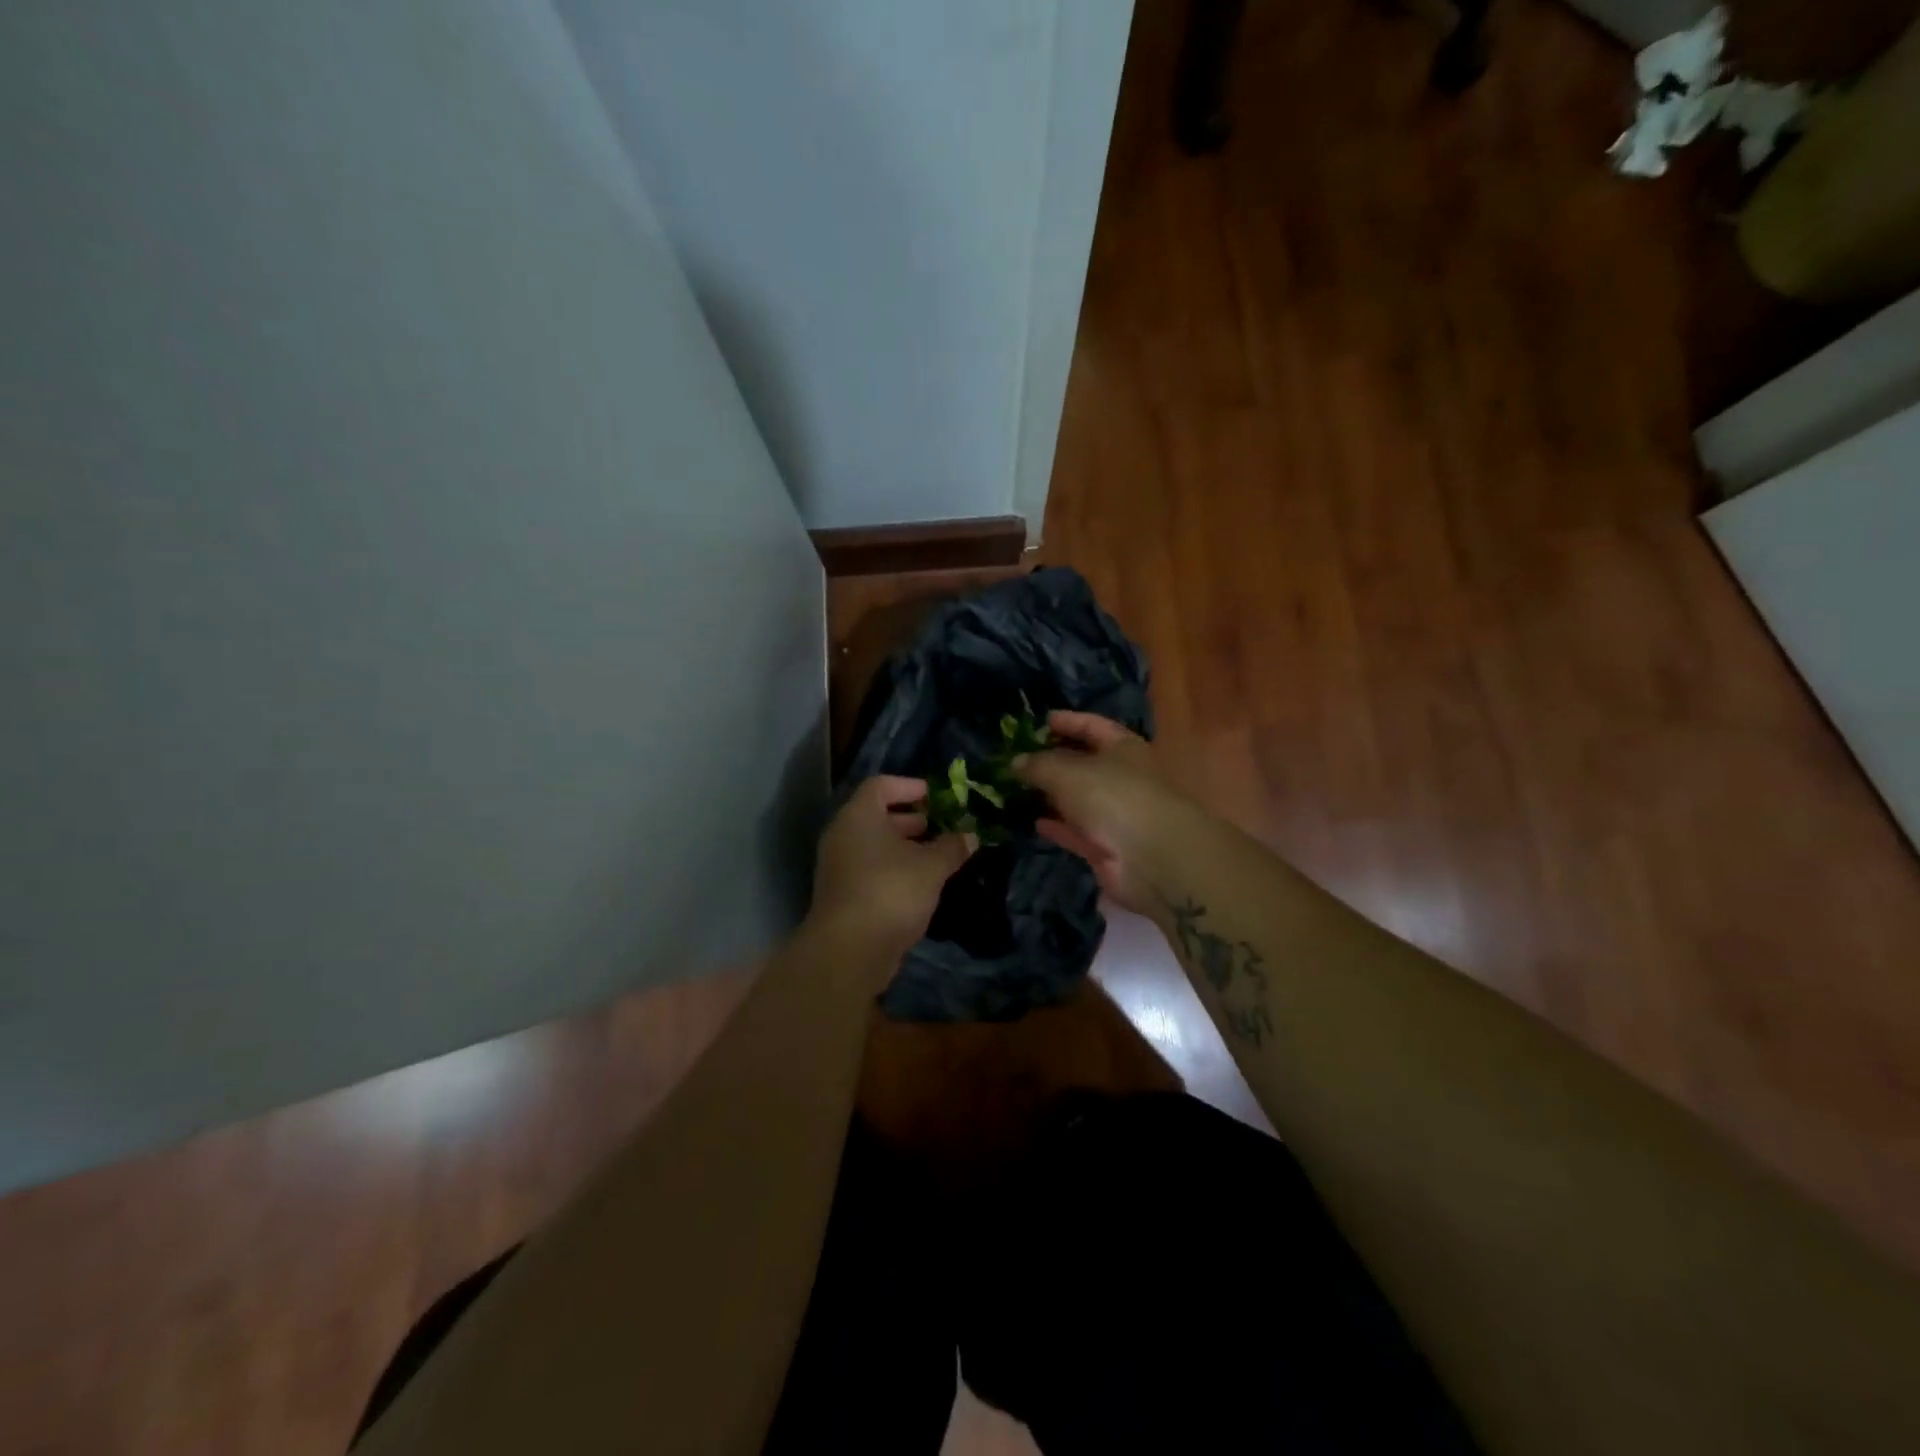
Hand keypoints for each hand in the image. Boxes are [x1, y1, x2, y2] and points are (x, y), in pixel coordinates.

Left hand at [809, 775, 973, 961]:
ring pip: (873, 845)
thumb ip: (952, 847)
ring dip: (903, 847)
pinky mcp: (842, 894)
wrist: (849, 949)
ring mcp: (838, 866)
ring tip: (936, 856)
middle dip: (909, 819)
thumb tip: (970, 836)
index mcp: (859, 816)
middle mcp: (843, 835)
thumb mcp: (931, 867)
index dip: (908, 786)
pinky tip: (920, 884)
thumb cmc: (891, 891)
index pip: (880, 785)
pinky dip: (893, 869)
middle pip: (876, 815)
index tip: (934, 795)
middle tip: (939, 826)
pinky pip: (870, 869)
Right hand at [1014, 711, 1193, 913]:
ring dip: (1053, 795)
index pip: (1094, 726)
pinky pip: (1078, 831)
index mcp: (1124, 748)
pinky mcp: (1109, 847)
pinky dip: (1059, 826)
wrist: (1152, 858)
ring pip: (1080, 799)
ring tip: (1020, 790)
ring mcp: (1117, 814)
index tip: (1043, 720)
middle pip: (1086, 763)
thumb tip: (1016, 761)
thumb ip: (1038, 765)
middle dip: (1055, 760)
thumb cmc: (1113, 797)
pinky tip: (1034, 822)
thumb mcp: (1067, 772)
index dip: (1069, 721)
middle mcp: (1124, 778)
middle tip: (1021, 758)